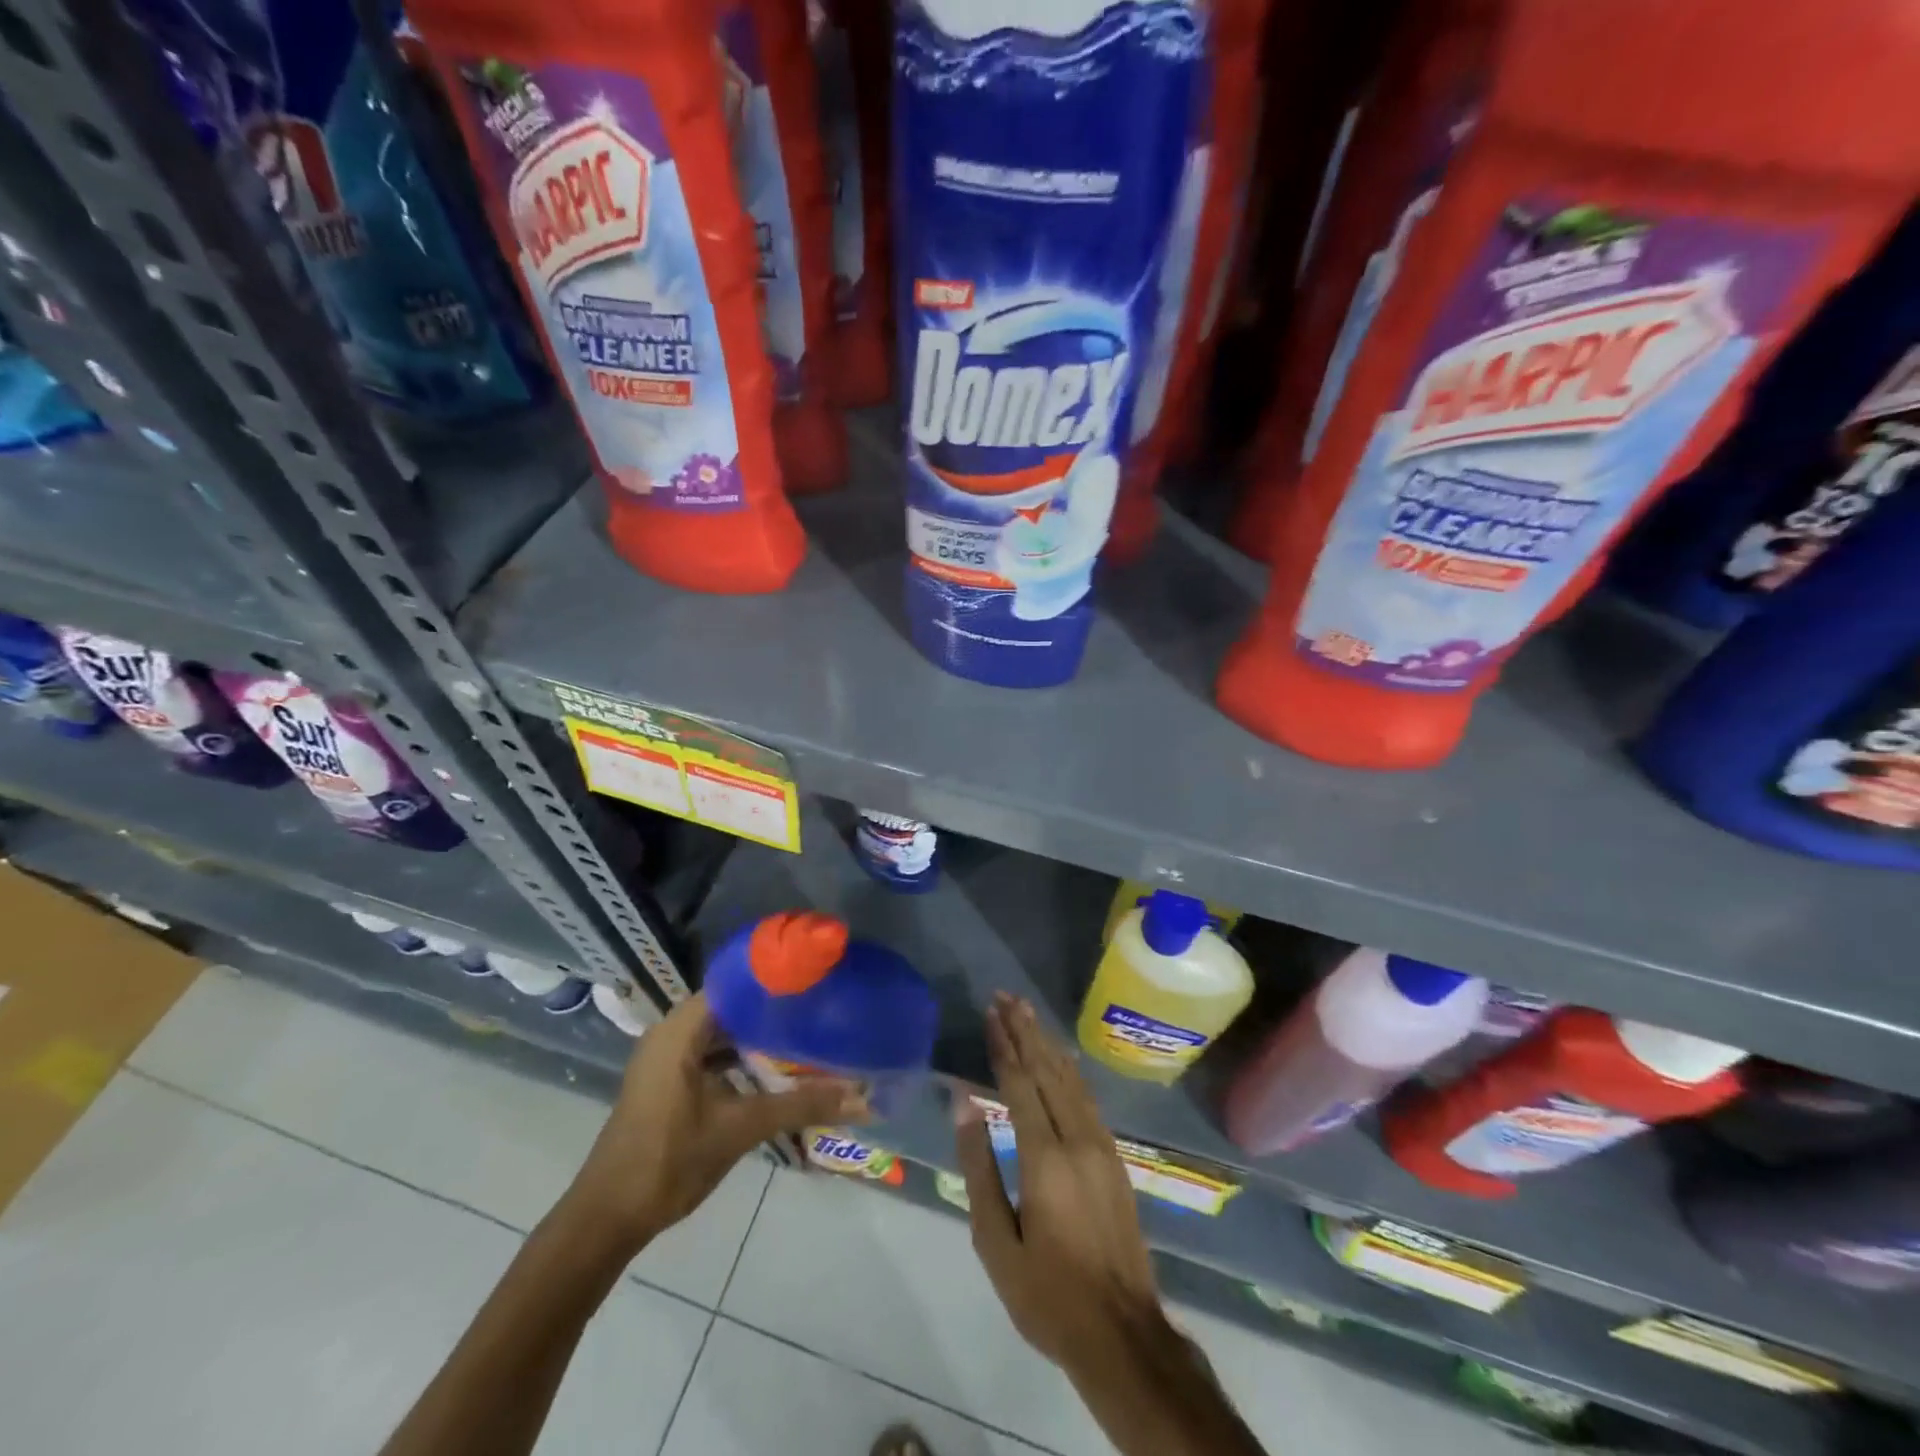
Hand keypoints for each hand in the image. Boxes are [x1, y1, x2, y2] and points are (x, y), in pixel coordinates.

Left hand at [565, 991, 868, 1251]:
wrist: (606, 1220)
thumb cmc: (669, 1161)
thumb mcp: (741, 1128)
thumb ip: (801, 1105)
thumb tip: (862, 1096)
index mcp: (680, 1029)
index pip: (737, 983)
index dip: (777, 980)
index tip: (817, 980)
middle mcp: (672, 1033)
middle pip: (734, 1006)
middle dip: (776, 1010)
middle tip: (823, 1008)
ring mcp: (668, 1058)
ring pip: (724, 1032)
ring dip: (762, 1037)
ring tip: (810, 1034)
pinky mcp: (670, 1082)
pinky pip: (714, 1054)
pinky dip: (744, 1058)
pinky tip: (778, 1069)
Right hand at [954, 993, 1167, 1377]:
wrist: (1121, 1333)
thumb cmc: (1046, 1294)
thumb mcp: (996, 1241)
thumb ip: (979, 1167)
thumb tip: (964, 1105)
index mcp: (1045, 1158)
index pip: (1020, 1084)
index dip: (1004, 1045)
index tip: (990, 1012)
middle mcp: (1078, 1140)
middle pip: (1048, 1071)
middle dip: (1026, 1031)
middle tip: (1006, 996)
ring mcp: (1102, 1147)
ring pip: (1071, 1080)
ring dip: (1048, 1044)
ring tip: (1029, 1013)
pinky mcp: (1114, 1159)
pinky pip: (1088, 1099)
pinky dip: (1071, 1070)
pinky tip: (1064, 1058)